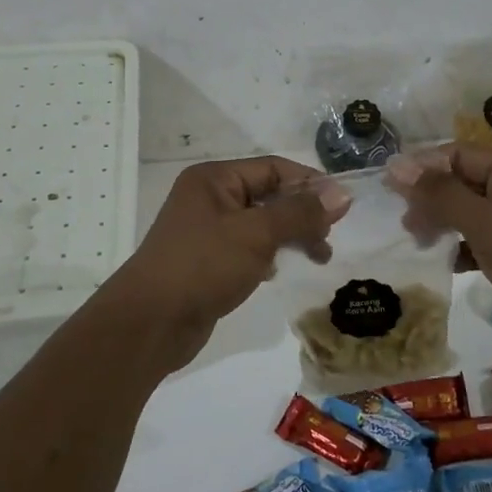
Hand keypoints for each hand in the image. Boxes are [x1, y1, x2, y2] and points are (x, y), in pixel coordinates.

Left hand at [103, 156, 344, 372]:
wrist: (150, 323)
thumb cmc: (204, 265)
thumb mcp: (257, 234)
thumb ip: (300, 212)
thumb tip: (342, 194)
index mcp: (215, 178)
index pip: (273, 168)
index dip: (309, 183)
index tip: (342, 207)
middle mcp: (209, 197)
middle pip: (268, 195)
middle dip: (302, 213)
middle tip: (329, 238)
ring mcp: (206, 230)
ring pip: (260, 223)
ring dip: (289, 236)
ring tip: (317, 257)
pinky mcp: (207, 261)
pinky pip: (247, 248)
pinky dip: (268, 255)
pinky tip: (276, 272)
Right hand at [393, 146, 491, 329]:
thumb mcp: (488, 224)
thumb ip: (441, 194)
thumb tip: (396, 165)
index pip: (460, 154)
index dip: (423, 167)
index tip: (387, 187)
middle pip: (462, 182)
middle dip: (431, 197)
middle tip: (404, 223)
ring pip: (468, 213)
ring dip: (441, 223)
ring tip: (419, 242)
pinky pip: (478, 242)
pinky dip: (458, 249)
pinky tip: (444, 263)